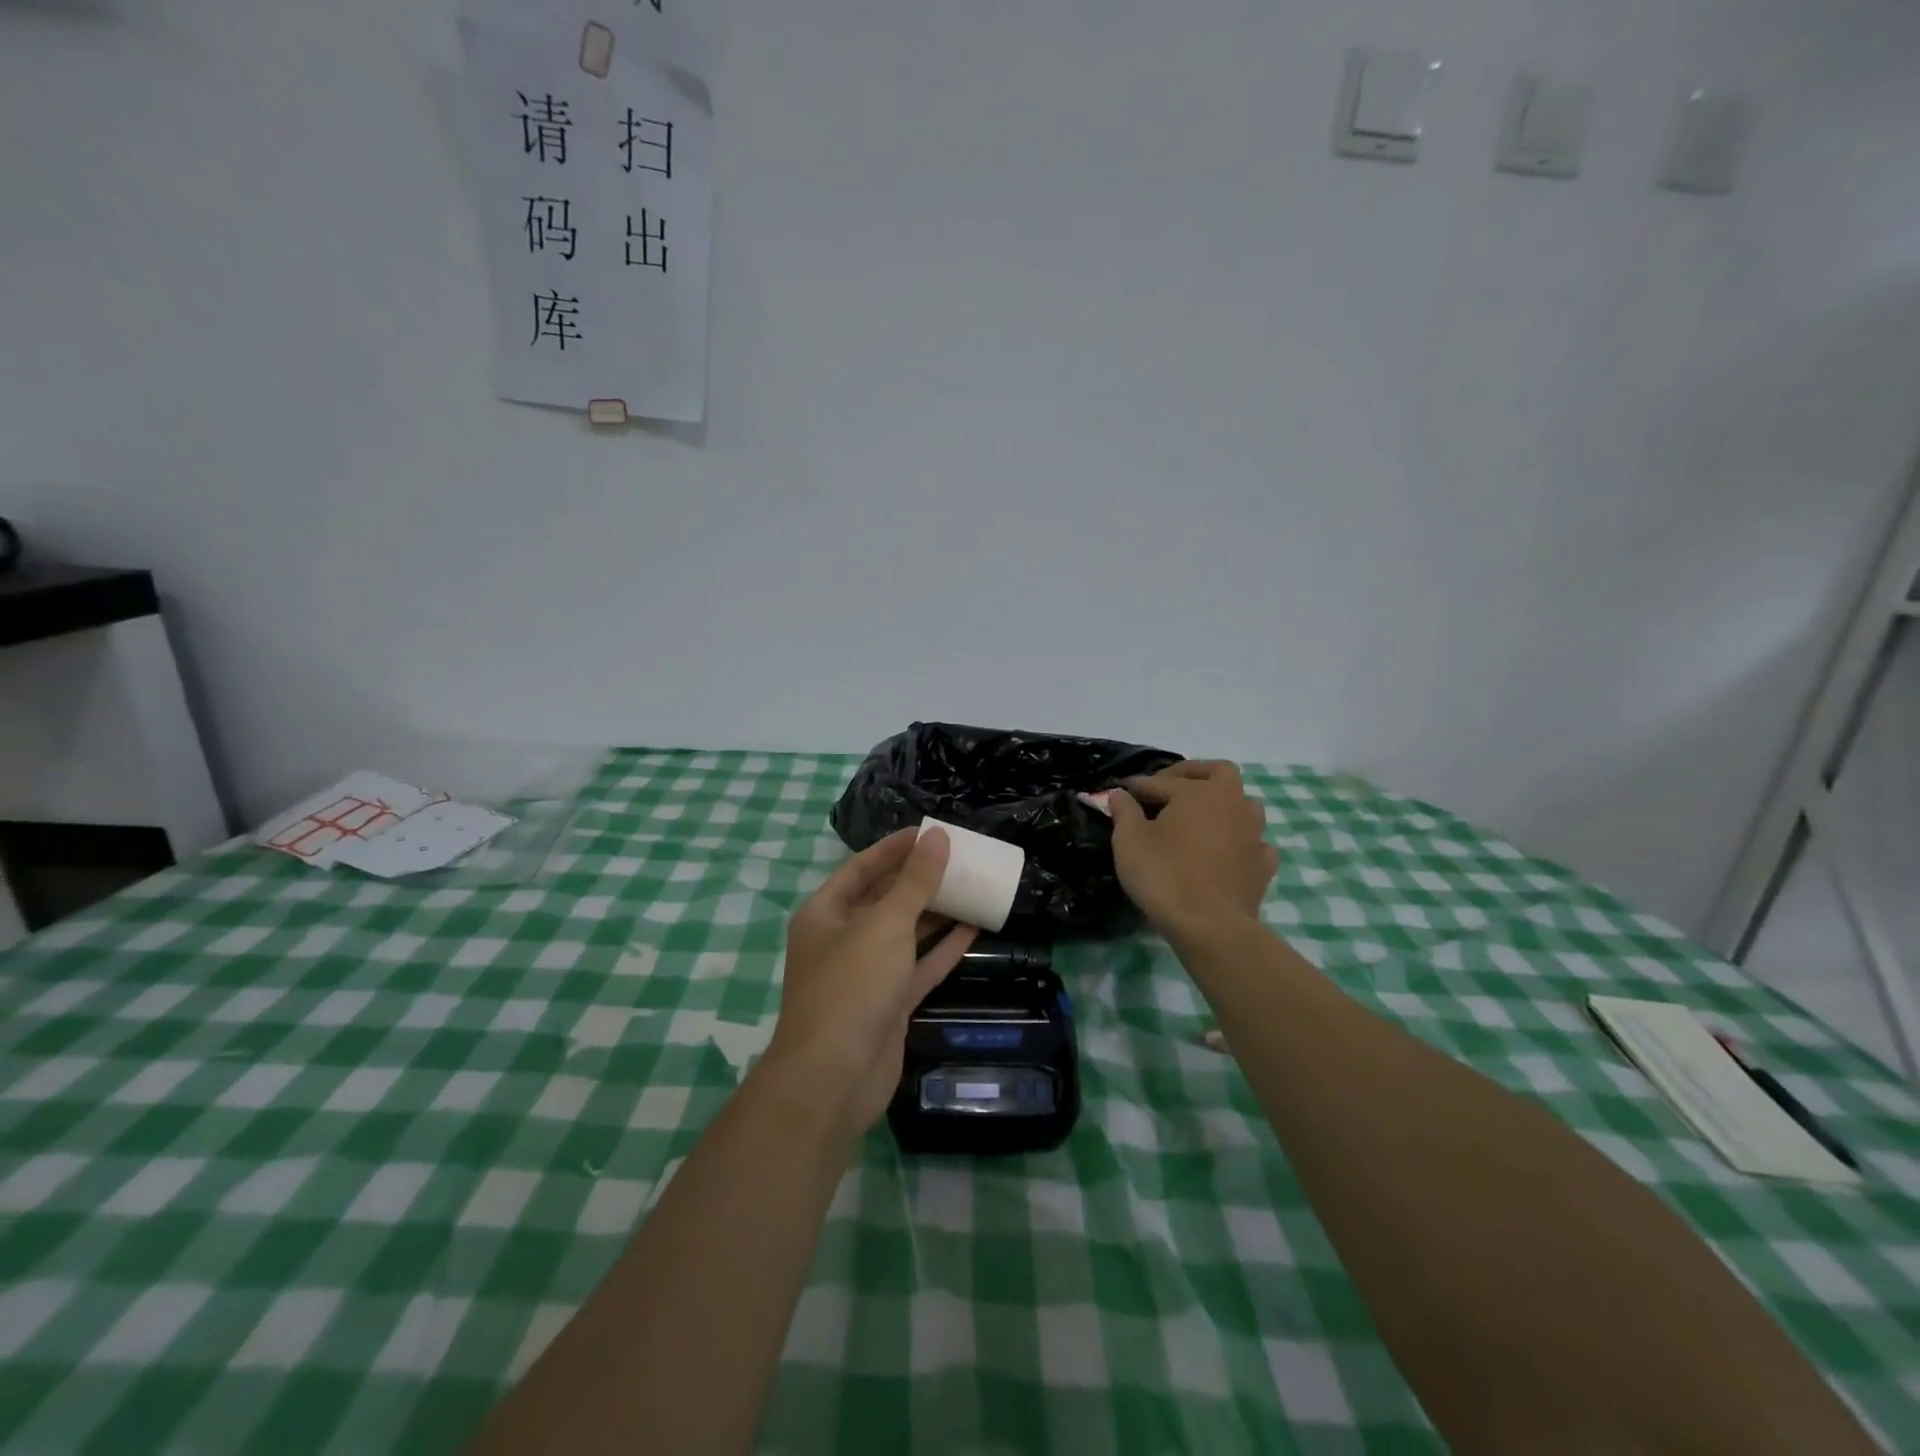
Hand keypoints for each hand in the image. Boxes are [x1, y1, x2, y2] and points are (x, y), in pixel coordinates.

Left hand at [766, 827, 977, 1135]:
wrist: (834, 1078)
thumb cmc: (851, 986)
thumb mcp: (885, 924)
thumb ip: (915, 881)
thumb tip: (938, 838)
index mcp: (825, 913)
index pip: (862, 868)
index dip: (895, 848)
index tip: (932, 833)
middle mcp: (842, 939)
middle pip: (885, 899)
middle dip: (919, 879)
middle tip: (960, 859)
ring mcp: (866, 974)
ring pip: (906, 933)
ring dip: (936, 912)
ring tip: (973, 887)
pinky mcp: (889, 1004)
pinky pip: (920, 966)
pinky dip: (944, 948)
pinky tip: (975, 928)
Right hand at [1109, 760, 1277, 937]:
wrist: (1209, 926)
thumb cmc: (1164, 875)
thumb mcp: (1129, 840)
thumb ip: (1124, 811)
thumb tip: (1119, 793)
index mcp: (1199, 792)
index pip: (1162, 781)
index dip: (1138, 786)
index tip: (1121, 793)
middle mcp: (1232, 804)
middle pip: (1219, 773)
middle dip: (1194, 775)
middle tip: (1170, 789)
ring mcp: (1253, 834)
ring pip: (1244, 804)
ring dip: (1222, 805)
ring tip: (1199, 819)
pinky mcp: (1262, 865)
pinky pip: (1254, 842)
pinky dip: (1239, 841)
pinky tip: (1225, 852)